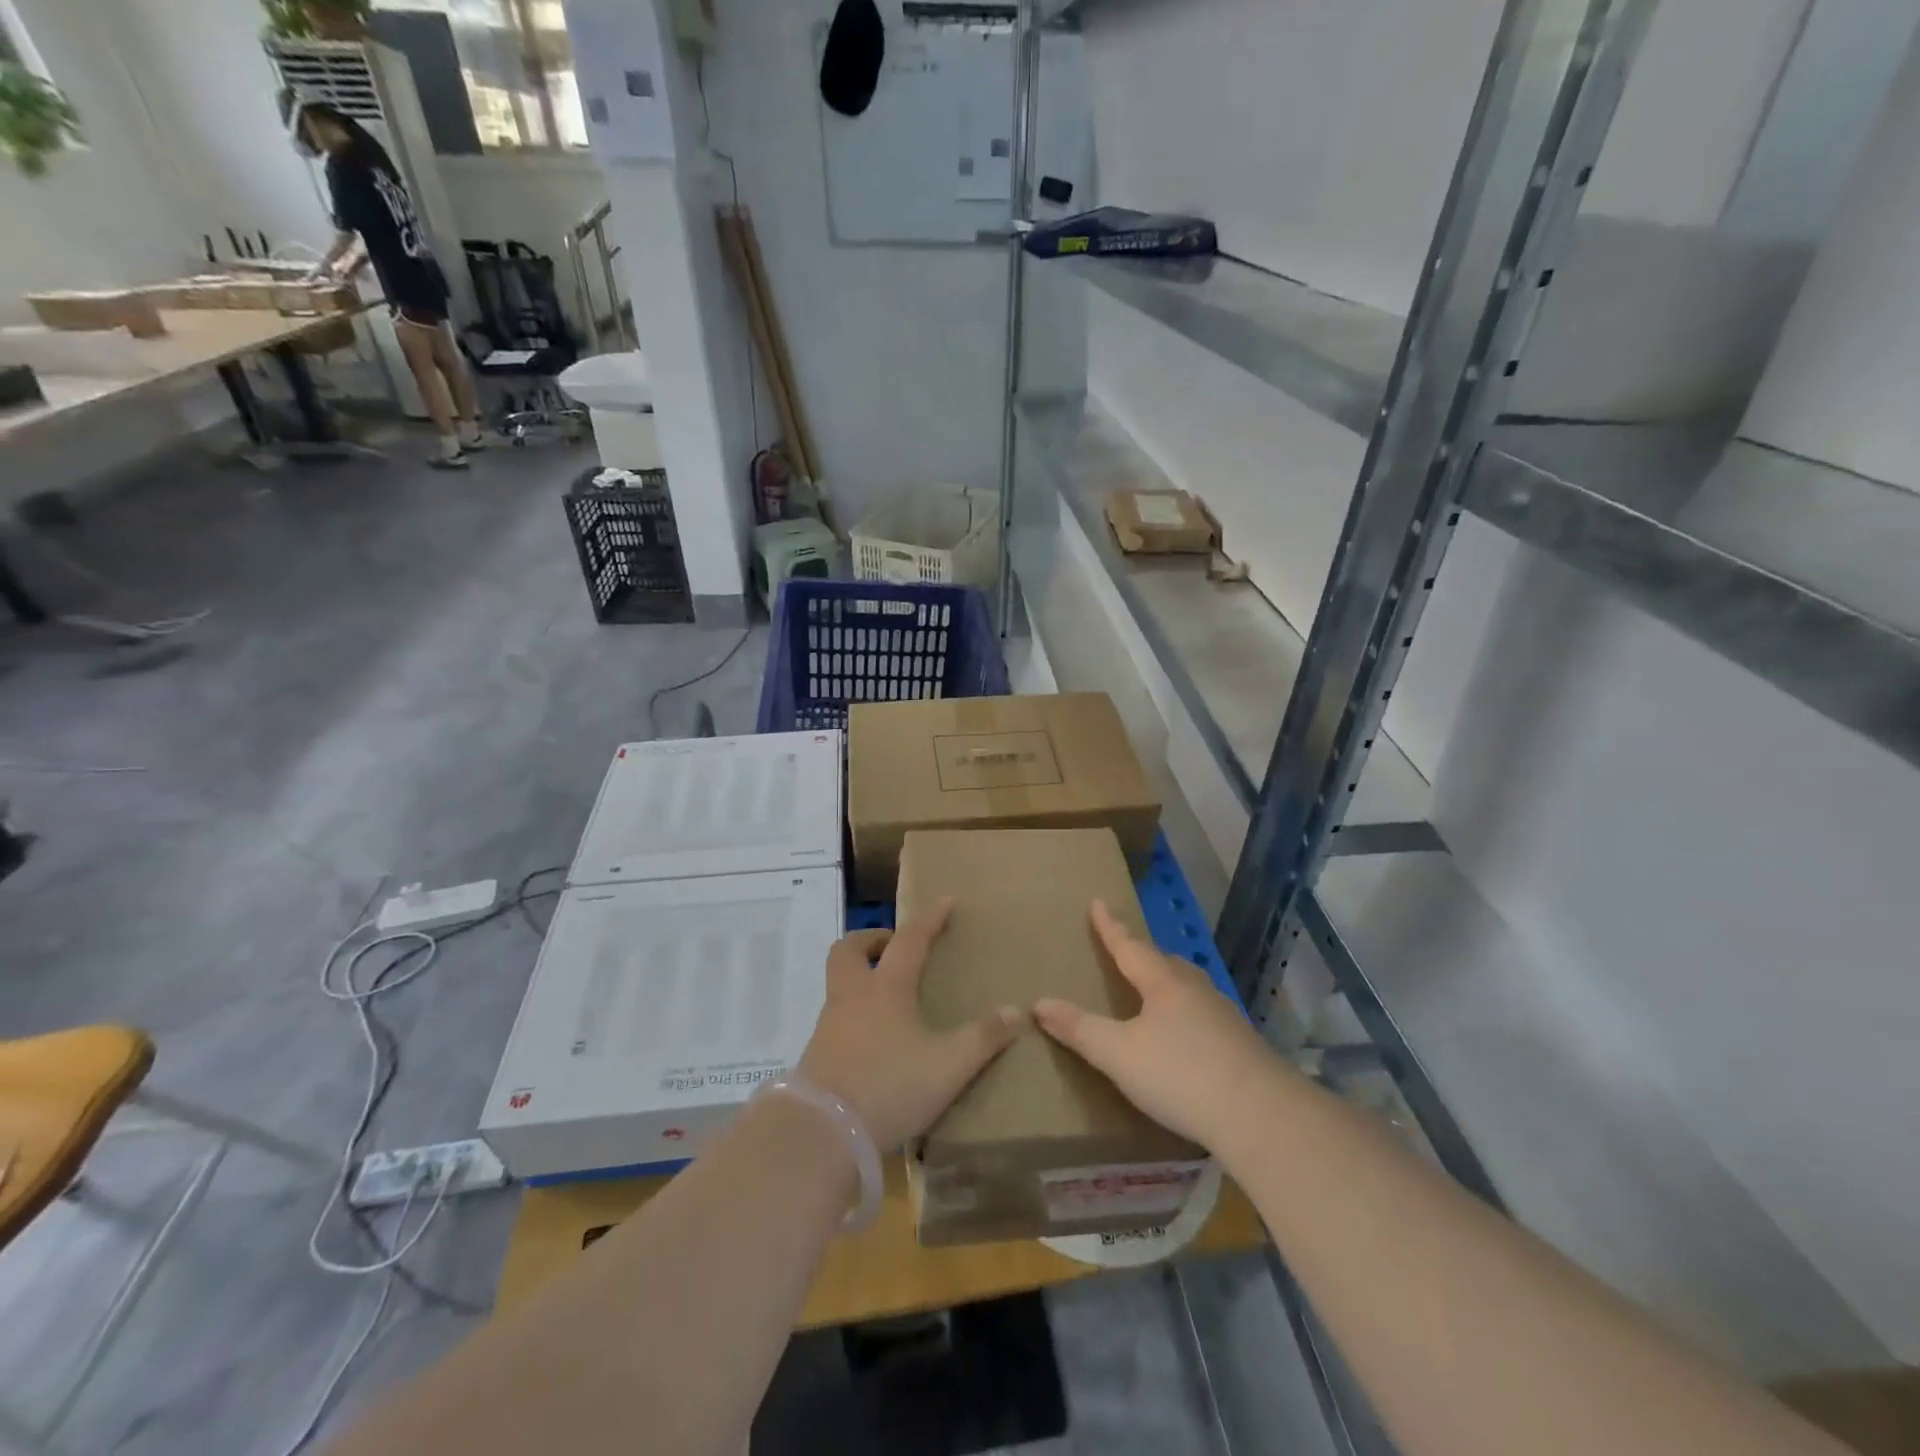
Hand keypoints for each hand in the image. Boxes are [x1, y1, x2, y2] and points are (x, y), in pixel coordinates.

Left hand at [796, 899, 1020, 1150]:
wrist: (822, 1132)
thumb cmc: (889, 1085)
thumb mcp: (947, 1066)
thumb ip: (982, 1038)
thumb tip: (1015, 1011)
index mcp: (886, 988)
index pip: (910, 939)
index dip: (929, 918)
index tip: (945, 901)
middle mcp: (853, 996)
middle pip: (850, 950)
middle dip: (872, 940)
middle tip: (894, 947)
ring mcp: (829, 1024)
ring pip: (839, 982)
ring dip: (860, 976)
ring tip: (887, 995)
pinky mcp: (818, 1054)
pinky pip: (836, 1017)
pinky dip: (854, 1013)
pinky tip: (872, 1038)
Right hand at [1034, 900, 1284, 1150]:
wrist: (1262, 1115)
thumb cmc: (1181, 1075)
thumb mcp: (1118, 1054)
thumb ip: (1079, 1029)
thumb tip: (1038, 1003)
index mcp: (1162, 983)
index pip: (1129, 946)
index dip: (1110, 926)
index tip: (1098, 901)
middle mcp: (1194, 989)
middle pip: (1163, 961)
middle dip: (1141, 953)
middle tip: (1125, 949)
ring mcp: (1222, 1015)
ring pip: (1187, 986)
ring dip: (1166, 981)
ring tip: (1154, 988)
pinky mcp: (1241, 1044)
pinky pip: (1203, 1013)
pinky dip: (1185, 1012)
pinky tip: (1186, 1033)